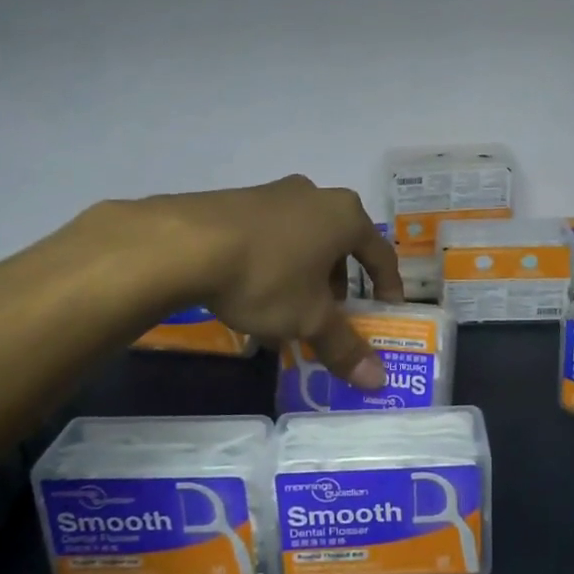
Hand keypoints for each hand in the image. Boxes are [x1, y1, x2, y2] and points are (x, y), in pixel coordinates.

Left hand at [127, 176, 402, 385]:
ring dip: (305, 273)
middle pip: (340, 244)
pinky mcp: (240, 199)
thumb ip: (344, 346)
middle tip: (330, 313)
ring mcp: (275, 193)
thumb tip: (378, 380)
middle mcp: (316, 195)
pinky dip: (274, 261)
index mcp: (345, 216)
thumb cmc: (267, 276)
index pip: (381, 253)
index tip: (386, 310)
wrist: (186, 243)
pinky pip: (271, 234)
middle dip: (339, 282)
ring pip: (304, 238)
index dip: (388, 285)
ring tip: (288, 307)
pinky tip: (253, 289)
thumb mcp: (309, 318)